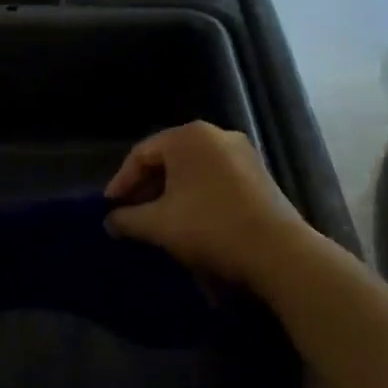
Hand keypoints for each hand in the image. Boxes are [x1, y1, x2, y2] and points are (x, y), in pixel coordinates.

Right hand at [105, 121, 309, 285]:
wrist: (277, 251)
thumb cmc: (209, 227)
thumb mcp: (158, 225)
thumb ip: (127, 219)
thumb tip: (111, 220)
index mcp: (188, 137)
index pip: (141, 154)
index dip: (121, 182)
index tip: (109, 208)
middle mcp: (216, 135)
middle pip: (168, 159)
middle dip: (146, 188)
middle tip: (130, 214)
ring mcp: (241, 153)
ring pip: (192, 169)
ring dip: (170, 193)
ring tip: (157, 220)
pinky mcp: (258, 174)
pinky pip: (214, 178)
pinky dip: (195, 195)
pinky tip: (188, 220)